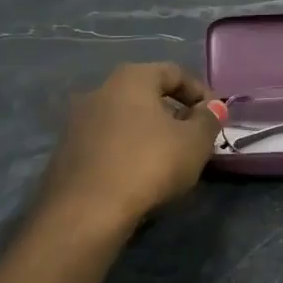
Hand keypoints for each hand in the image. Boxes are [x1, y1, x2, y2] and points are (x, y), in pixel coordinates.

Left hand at [40, 63, 220, 228]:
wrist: (87, 210)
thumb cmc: (149, 164)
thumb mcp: (194, 142)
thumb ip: (208, 120)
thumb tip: (211, 108)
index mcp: (132, 78)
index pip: (174, 72)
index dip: (200, 92)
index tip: (215, 117)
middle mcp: (100, 90)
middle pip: (146, 94)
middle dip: (173, 113)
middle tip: (193, 138)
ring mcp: (78, 121)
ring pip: (125, 119)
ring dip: (149, 132)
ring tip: (168, 159)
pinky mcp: (67, 152)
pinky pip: (107, 142)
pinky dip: (127, 150)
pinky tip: (139, 175)